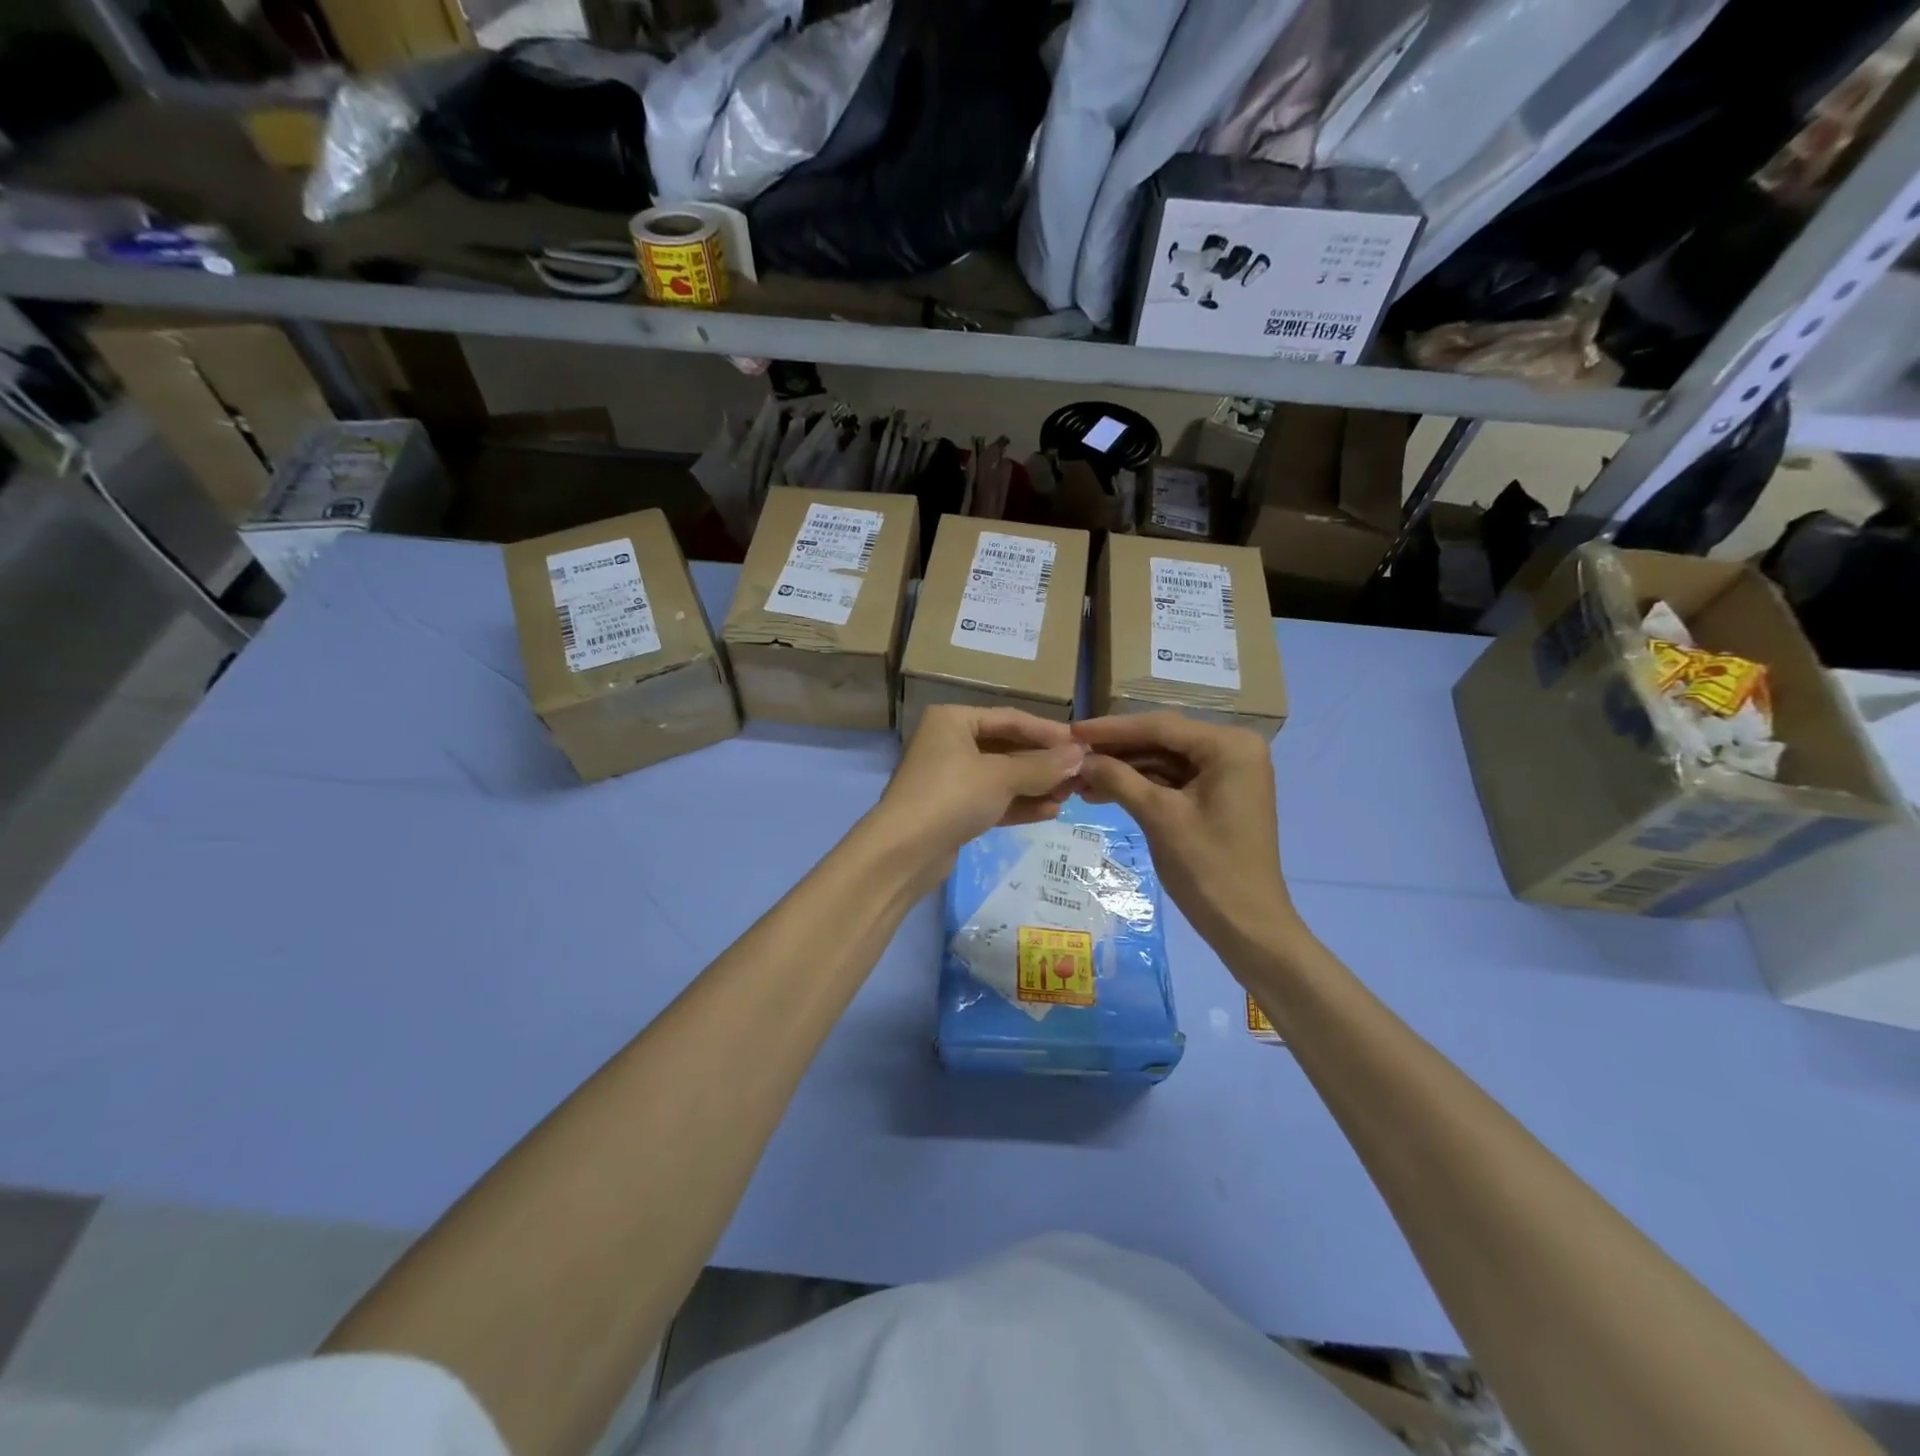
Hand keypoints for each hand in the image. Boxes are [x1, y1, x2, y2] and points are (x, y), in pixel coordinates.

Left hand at [868, 706, 1085, 880]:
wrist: (903, 853)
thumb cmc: (951, 797)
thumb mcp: (1001, 777)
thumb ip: (1042, 766)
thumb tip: (1080, 756)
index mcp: (953, 720)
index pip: (1010, 719)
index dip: (1048, 731)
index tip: (1083, 744)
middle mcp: (949, 743)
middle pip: (1007, 748)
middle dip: (1043, 763)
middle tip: (1081, 773)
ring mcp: (949, 778)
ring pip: (1001, 777)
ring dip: (1036, 785)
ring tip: (1071, 795)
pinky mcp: (952, 810)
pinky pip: (992, 800)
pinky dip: (1019, 804)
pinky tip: (1051, 812)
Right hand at [1073, 713, 1295, 951]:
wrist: (1247, 925)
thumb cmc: (1208, 867)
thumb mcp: (1159, 817)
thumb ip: (1119, 779)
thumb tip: (1080, 759)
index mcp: (1230, 746)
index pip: (1161, 726)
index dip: (1112, 729)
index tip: (1072, 731)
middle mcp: (1233, 749)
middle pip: (1162, 740)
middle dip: (1116, 752)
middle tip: (1070, 756)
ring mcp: (1227, 773)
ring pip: (1163, 760)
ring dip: (1124, 770)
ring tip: (1079, 780)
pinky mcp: (1218, 795)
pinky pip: (1172, 780)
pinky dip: (1140, 786)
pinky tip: (1103, 792)